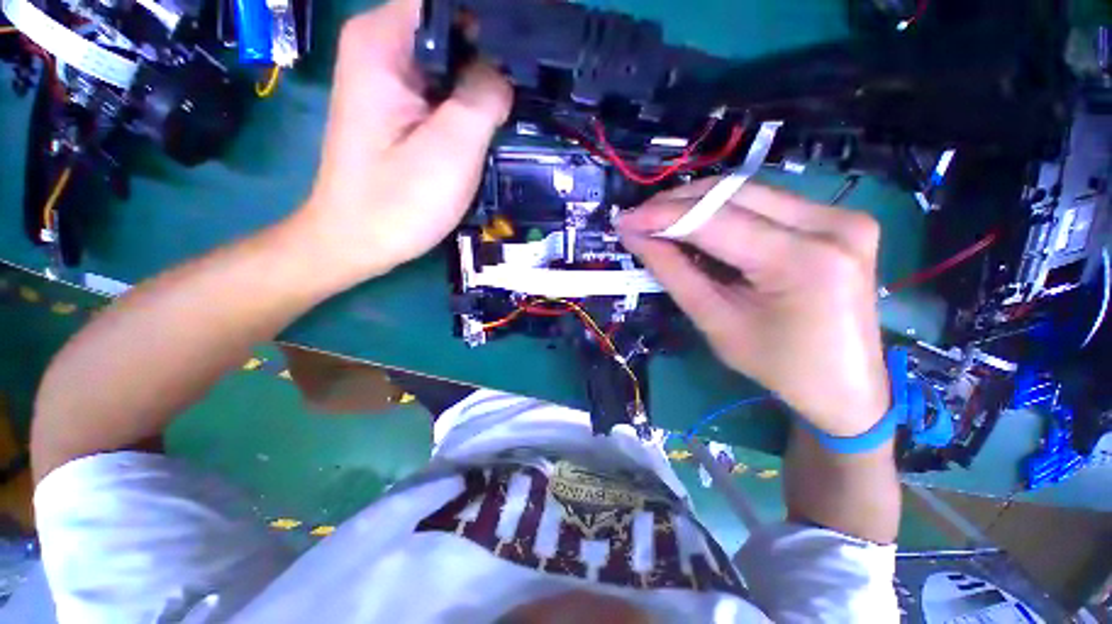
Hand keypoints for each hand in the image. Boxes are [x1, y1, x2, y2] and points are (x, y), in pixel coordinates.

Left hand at [298, 0, 511, 277]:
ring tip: (513, 112)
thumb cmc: (398, 200)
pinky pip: (445, 90)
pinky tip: (489, 126)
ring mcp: (391, 80)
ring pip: (452, 62)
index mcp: (384, 41)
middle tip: (525, 92)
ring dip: (484, 84)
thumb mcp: (451, 147)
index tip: (527, 53)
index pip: (448, 2)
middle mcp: (383, 47)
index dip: (493, 22)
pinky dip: (470, 104)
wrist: (358, 241)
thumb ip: (484, 97)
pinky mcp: (401, 108)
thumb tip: (504, 72)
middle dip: (492, 56)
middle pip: (452, 29)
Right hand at [619, 181, 889, 436]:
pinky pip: (766, 203)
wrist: (844, 384)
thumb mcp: (715, 321)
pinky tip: (700, 227)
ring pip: (749, 192)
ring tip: (663, 223)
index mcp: (804, 261)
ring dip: (698, 204)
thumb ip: (674, 273)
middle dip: (677, 203)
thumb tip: (636, 238)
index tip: (625, 219)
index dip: (663, 215)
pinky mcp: (838, 218)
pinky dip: (725, 212)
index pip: (716, 220)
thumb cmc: (777, 366)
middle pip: (734, 193)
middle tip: (640, 219)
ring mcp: (842, 216)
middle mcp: (832, 224)